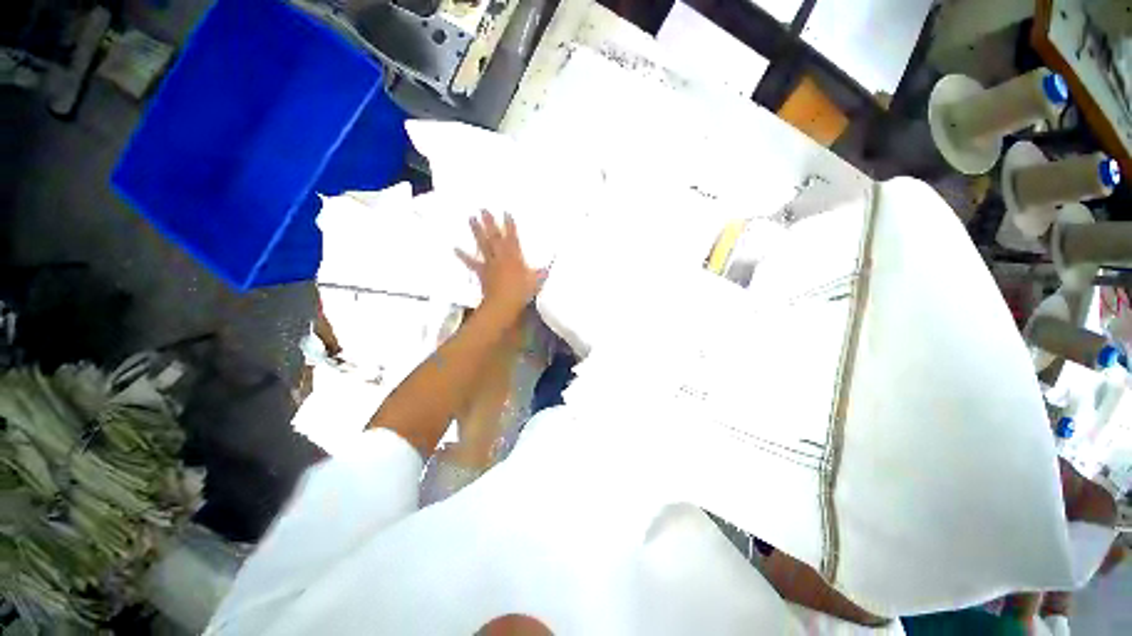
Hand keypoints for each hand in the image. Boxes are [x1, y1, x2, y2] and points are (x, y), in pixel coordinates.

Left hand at [457, 210, 541, 319]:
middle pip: (495, 236)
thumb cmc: (521, 292)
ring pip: (483, 244)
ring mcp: (490, 263)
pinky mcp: (481, 271)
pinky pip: (471, 262)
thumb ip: (540, 275)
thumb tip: (546, 270)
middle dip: (490, 222)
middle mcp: (501, 256)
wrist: (504, 303)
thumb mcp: (535, 282)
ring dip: (477, 231)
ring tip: (471, 219)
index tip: (505, 213)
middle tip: (483, 209)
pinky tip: (455, 249)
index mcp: (515, 256)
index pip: (512, 237)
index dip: (509, 225)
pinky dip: (463, 256)